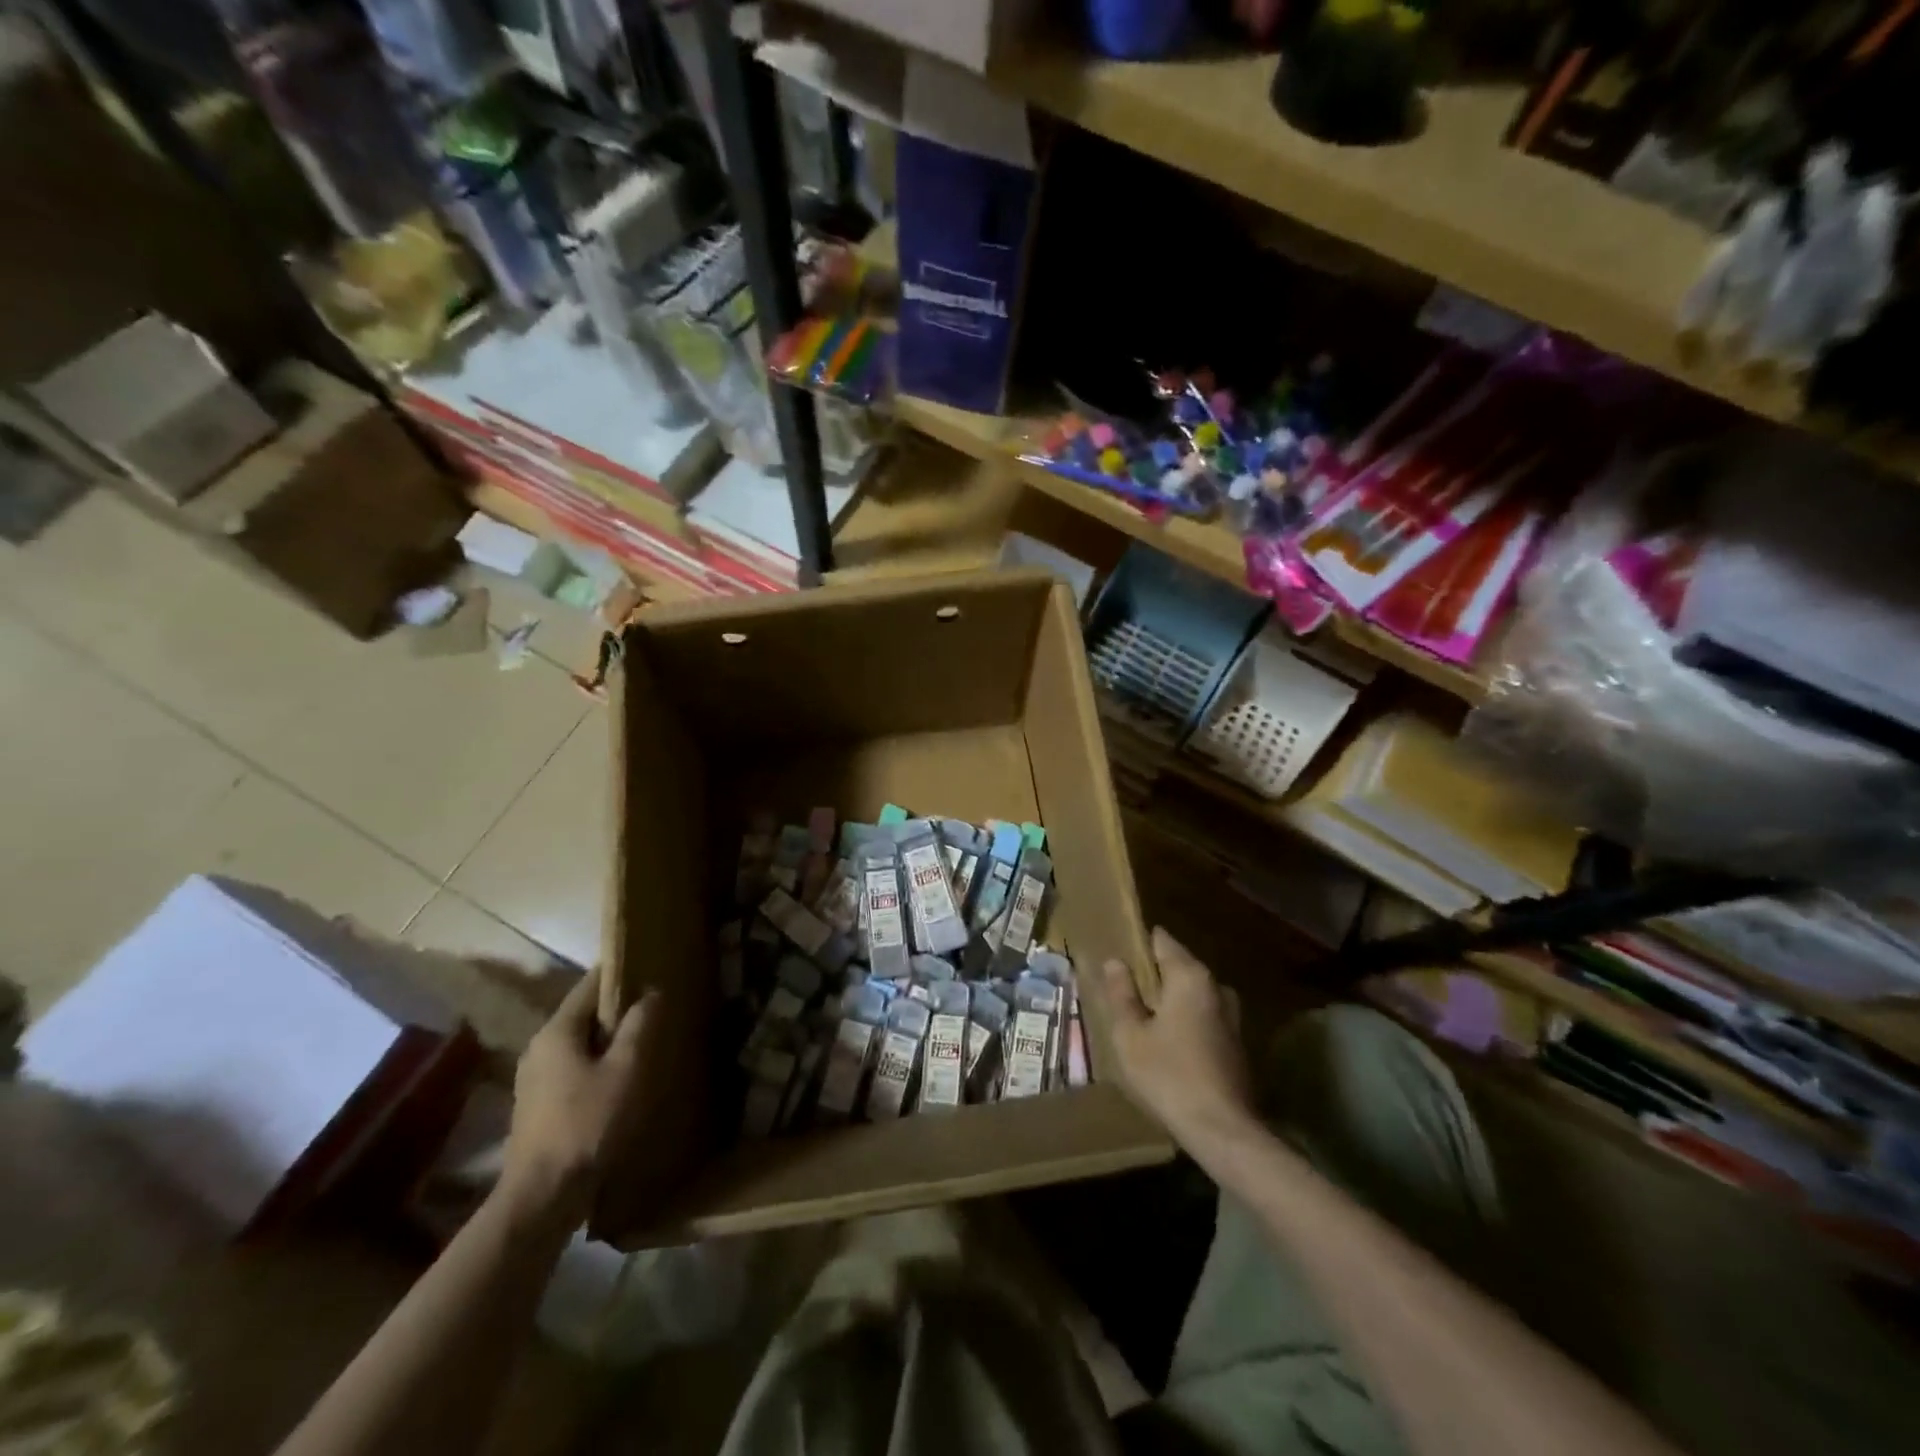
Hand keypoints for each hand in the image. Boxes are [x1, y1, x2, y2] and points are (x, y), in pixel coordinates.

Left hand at [499, 967, 656, 1232]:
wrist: (542, 1198)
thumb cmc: (587, 1124)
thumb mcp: (626, 1069)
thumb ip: (639, 1025)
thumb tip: (651, 992)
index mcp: (556, 1031)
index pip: (591, 984)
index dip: (621, 972)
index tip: (650, 965)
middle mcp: (539, 1047)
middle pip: (584, 1014)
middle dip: (618, 1008)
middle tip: (655, 1006)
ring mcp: (534, 1078)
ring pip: (579, 1043)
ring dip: (608, 1039)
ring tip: (644, 1041)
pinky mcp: (537, 1106)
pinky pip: (573, 1068)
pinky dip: (597, 1063)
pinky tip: (620, 1079)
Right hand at [1096, 928, 1255, 1151]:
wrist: (1222, 1130)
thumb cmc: (1168, 1075)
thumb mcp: (1130, 1035)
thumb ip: (1121, 994)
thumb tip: (1116, 961)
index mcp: (1190, 976)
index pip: (1162, 941)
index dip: (1139, 943)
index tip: (1119, 951)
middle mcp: (1215, 986)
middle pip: (1178, 966)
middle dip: (1153, 973)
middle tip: (1123, 988)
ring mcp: (1231, 1015)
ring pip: (1191, 993)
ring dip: (1169, 999)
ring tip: (1140, 1015)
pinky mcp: (1235, 1042)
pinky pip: (1202, 1016)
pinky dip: (1184, 1019)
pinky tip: (1165, 1041)